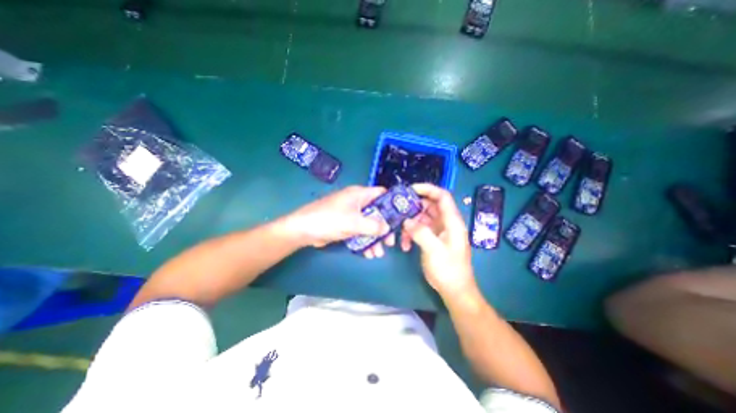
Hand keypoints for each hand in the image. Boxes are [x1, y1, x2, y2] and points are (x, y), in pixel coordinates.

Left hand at [287, 187, 390, 247]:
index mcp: (360, 194)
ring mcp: (352, 214)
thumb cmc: (329, 220)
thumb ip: (373, 225)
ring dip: (375, 239)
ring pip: (370, 225)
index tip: (401, 218)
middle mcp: (357, 202)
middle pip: (378, 212)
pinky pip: (360, 232)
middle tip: (390, 242)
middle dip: (384, 228)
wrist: (304, 230)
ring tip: (378, 253)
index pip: (382, 194)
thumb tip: (387, 227)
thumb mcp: (354, 222)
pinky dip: (365, 241)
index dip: (393, 204)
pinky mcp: (346, 225)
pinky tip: (368, 253)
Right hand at [402, 185, 477, 298]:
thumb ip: (421, 233)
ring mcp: (438, 231)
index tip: (411, 189)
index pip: (442, 196)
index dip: (428, 189)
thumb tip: (407, 221)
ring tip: (401, 233)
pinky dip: (411, 234)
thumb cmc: (448, 269)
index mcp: (452, 221)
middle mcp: (445, 222)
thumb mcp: (434, 250)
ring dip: (410, 223)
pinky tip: (405, 245)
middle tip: (399, 211)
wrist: (454, 290)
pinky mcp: (432, 238)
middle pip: (429, 206)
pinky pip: (419, 229)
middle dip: (414, 207)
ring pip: (422, 218)